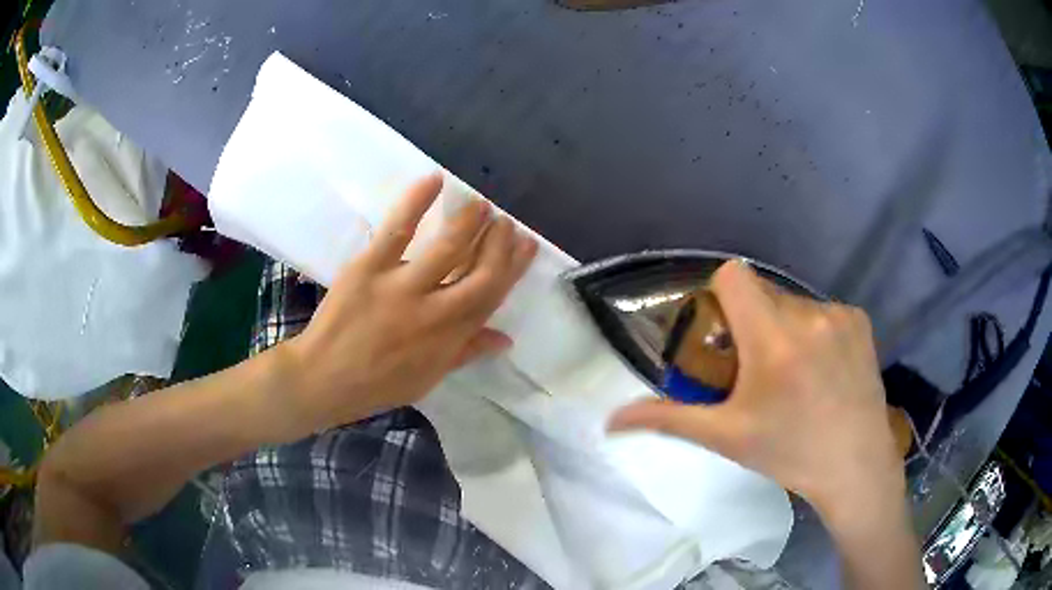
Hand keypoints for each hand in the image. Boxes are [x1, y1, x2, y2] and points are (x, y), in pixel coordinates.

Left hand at [272, 174, 536, 438]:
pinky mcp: (369, 267)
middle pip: (480, 270)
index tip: (527, 245)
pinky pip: (398, 229)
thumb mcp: (428, 378)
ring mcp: (402, 286)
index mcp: (450, 337)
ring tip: (482, 204)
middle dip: (500, 243)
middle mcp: (434, 310)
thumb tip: (505, 338)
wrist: (324, 379)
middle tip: (506, 222)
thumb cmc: (377, 384)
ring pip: (448, 246)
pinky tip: (435, 180)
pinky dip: (417, 201)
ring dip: (471, 220)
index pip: (493, 295)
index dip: (514, 267)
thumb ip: (466, 352)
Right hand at [609, 260, 903, 516]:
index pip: (733, 276)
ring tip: (795, 374)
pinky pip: (823, 311)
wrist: (855, 466)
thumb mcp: (726, 437)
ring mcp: (839, 314)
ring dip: (784, 327)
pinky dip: (815, 331)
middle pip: (762, 291)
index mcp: (773, 339)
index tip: (723, 335)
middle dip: (751, 320)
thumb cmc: (789, 453)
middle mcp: (808, 314)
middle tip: (757, 368)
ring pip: (793, 302)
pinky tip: (825, 370)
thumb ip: (668, 419)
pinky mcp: (860, 320)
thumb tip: (610, 420)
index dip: (720, 298)